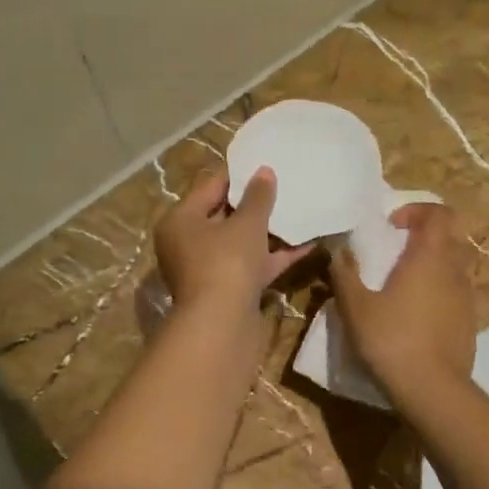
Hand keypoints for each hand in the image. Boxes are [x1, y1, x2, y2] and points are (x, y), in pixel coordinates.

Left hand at [154, 168, 310, 314]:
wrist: (222, 326)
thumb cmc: (226, 262)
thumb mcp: (246, 224)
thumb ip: (258, 197)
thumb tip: (265, 171)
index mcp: (180, 221)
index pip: (210, 187)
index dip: (238, 175)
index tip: (264, 163)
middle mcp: (188, 244)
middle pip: (224, 216)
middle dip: (254, 204)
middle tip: (283, 185)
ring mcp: (209, 270)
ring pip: (241, 243)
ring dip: (269, 231)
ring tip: (298, 210)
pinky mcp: (229, 291)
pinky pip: (254, 265)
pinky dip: (275, 256)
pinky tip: (307, 244)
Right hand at [329, 203, 476, 401]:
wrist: (431, 389)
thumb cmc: (391, 339)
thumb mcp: (355, 306)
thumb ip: (345, 273)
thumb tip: (338, 250)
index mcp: (430, 257)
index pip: (439, 213)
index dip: (417, 211)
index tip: (392, 225)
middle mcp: (454, 270)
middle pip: (450, 235)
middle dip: (425, 235)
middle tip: (397, 250)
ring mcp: (467, 297)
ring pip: (455, 265)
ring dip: (433, 264)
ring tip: (404, 283)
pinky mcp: (470, 322)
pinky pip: (457, 292)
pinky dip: (439, 290)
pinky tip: (416, 314)